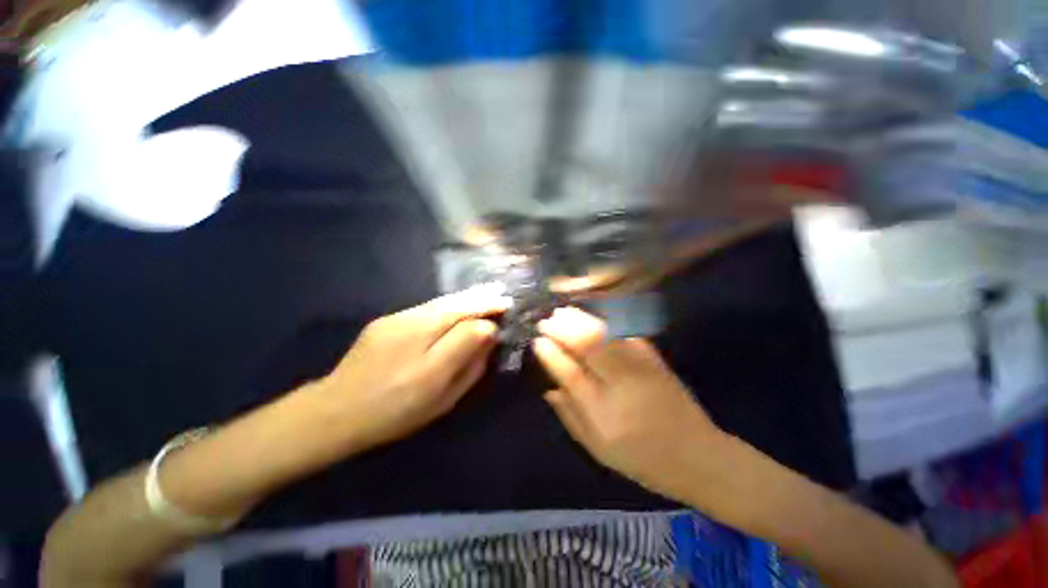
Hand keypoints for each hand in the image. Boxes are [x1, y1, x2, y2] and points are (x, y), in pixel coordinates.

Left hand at [318, 283, 511, 448]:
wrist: (335, 412)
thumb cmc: (396, 412)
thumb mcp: (442, 396)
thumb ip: (469, 362)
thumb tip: (487, 332)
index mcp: (427, 348)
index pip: (467, 320)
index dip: (489, 311)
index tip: (507, 306)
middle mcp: (412, 324)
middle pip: (454, 304)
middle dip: (480, 297)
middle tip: (500, 293)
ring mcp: (396, 319)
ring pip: (440, 302)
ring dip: (466, 297)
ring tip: (486, 292)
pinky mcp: (385, 320)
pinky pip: (426, 307)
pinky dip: (448, 303)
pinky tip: (458, 304)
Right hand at [532, 307, 725, 502]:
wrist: (698, 455)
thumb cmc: (642, 459)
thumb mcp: (597, 449)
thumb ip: (570, 415)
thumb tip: (548, 388)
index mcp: (603, 413)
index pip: (570, 373)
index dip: (551, 354)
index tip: (538, 341)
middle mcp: (621, 385)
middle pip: (588, 346)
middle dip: (564, 328)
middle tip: (547, 320)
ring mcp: (641, 367)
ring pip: (605, 334)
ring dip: (581, 320)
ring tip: (564, 313)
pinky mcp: (654, 358)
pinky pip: (625, 334)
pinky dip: (604, 322)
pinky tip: (592, 316)